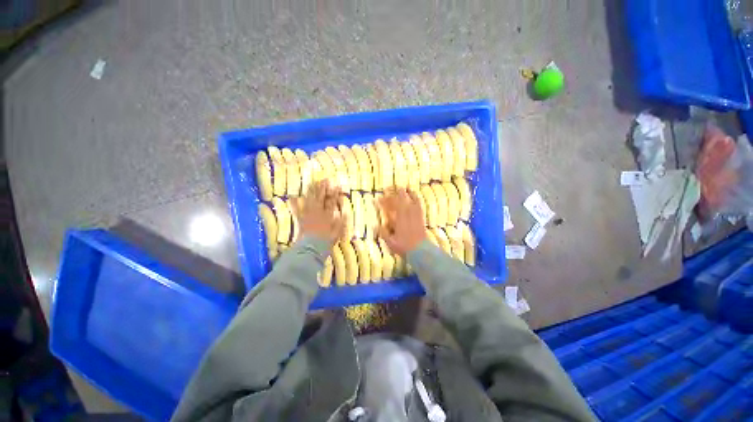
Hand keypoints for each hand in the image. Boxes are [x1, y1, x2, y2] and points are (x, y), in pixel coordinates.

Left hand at [298, 180, 344, 244]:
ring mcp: (308, 215)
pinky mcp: (301, 219)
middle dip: (323, 188)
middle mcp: (318, 213)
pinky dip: (294, 203)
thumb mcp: (337, 233)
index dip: (335, 194)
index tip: (337, 186)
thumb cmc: (325, 242)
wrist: (310, 248)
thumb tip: (345, 213)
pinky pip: (297, 210)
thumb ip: (341, 223)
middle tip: (324, 180)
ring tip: (313, 183)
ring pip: (310, 200)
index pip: (332, 202)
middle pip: (320, 198)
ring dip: (311, 191)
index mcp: (327, 216)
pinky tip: (292, 197)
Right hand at [379, 188, 425, 255]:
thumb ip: (383, 233)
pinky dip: (416, 198)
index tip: (378, 198)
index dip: (383, 201)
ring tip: (404, 187)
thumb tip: (375, 226)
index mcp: (398, 219)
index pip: (390, 207)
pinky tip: (414, 195)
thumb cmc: (404, 247)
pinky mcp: (420, 217)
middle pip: (400, 200)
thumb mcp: (390, 242)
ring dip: (406, 192)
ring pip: (410, 199)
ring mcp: (414, 214)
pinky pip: (418, 204)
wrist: (421, 250)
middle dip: (394, 192)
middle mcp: (406, 214)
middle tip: (388, 188)